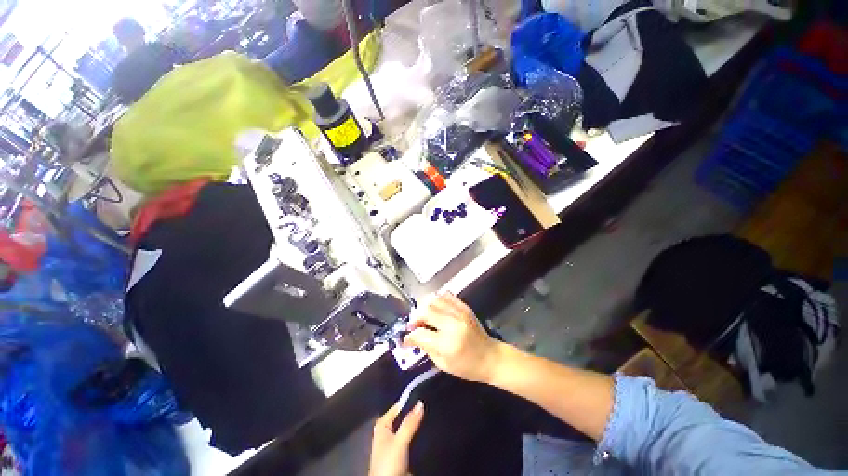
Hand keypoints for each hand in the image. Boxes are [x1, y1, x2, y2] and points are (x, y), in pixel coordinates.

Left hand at [368, 401, 423, 475]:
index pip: (398, 407)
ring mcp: (395, 442)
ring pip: (409, 428)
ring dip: (418, 425)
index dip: (410, 401)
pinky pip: (412, 439)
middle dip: (415, 414)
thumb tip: (420, 403)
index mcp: (383, 424)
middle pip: (404, 417)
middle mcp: (388, 430)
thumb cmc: (389, 463)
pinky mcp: (402, 453)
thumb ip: (409, 423)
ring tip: (431, 416)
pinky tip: (428, 431)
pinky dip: (418, 436)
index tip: (425, 395)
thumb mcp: (399, 441)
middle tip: (430, 405)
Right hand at [403, 293, 501, 383]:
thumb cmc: (468, 366)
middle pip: (425, 311)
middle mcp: (452, 324)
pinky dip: (436, 299)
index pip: (420, 334)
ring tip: (423, 315)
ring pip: (434, 299)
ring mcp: (459, 313)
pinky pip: (446, 295)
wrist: (491, 357)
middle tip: (414, 325)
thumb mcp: (443, 364)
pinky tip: (434, 307)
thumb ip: (426, 348)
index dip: (409, 336)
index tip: (406, 339)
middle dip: (415, 317)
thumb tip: (413, 337)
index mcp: (447, 343)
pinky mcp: (464, 307)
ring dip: (424, 306)